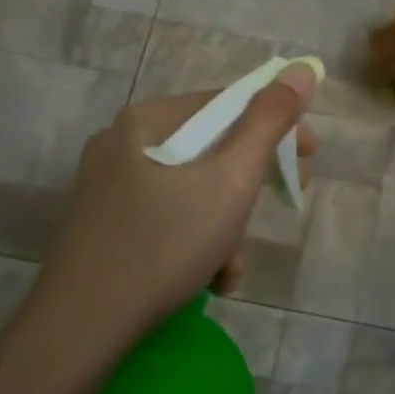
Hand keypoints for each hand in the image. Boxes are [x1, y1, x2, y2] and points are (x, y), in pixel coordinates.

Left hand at [18, 67, 318, 357]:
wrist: (84, 325)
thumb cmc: (166, 243)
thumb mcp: (231, 180)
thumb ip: (269, 122)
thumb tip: (302, 68)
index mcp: (148, 121)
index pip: (227, 104)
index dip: (277, 126)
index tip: (310, 158)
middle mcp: (123, 144)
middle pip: (209, 149)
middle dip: (251, 184)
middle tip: (284, 202)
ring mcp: (108, 187)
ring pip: (191, 190)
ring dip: (226, 225)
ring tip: (233, 266)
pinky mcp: (104, 226)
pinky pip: (167, 218)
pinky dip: (196, 242)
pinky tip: (209, 279)